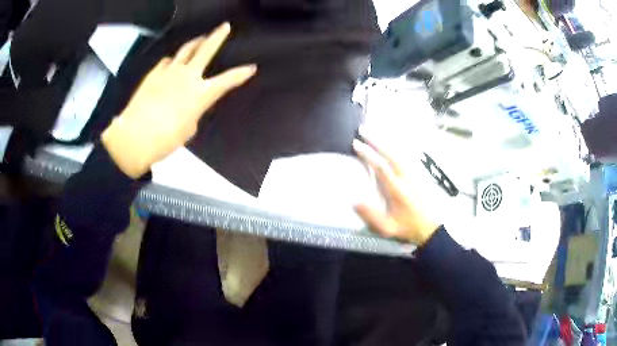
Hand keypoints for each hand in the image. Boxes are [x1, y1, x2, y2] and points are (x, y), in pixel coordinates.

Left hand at [102, 22, 256, 178]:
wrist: (135, 137)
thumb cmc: (165, 140)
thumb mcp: (188, 129)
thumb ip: (193, 112)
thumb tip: (188, 104)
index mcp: (201, 94)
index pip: (227, 81)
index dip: (241, 74)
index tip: (252, 67)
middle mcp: (188, 76)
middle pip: (206, 50)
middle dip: (218, 36)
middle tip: (224, 27)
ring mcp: (169, 72)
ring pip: (186, 50)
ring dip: (195, 42)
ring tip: (200, 38)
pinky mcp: (154, 73)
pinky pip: (167, 61)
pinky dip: (172, 61)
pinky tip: (172, 63)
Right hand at [353, 135, 439, 245]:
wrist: (429, 228)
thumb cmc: (407, 227)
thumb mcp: (387, 228)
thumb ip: (371, 216)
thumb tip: (354, 200)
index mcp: (397, 190)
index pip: (381, 167)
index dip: (368, 154)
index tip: (356, 144)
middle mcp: (405, 178)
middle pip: (390, 154)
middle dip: (376, 141)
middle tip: (363, 130)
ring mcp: (412, 175)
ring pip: (398, 153)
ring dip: (385, 142)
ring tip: (373, 133)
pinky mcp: (416, 175)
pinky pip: (403, 157)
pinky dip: (393, 147)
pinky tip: (388, 144)